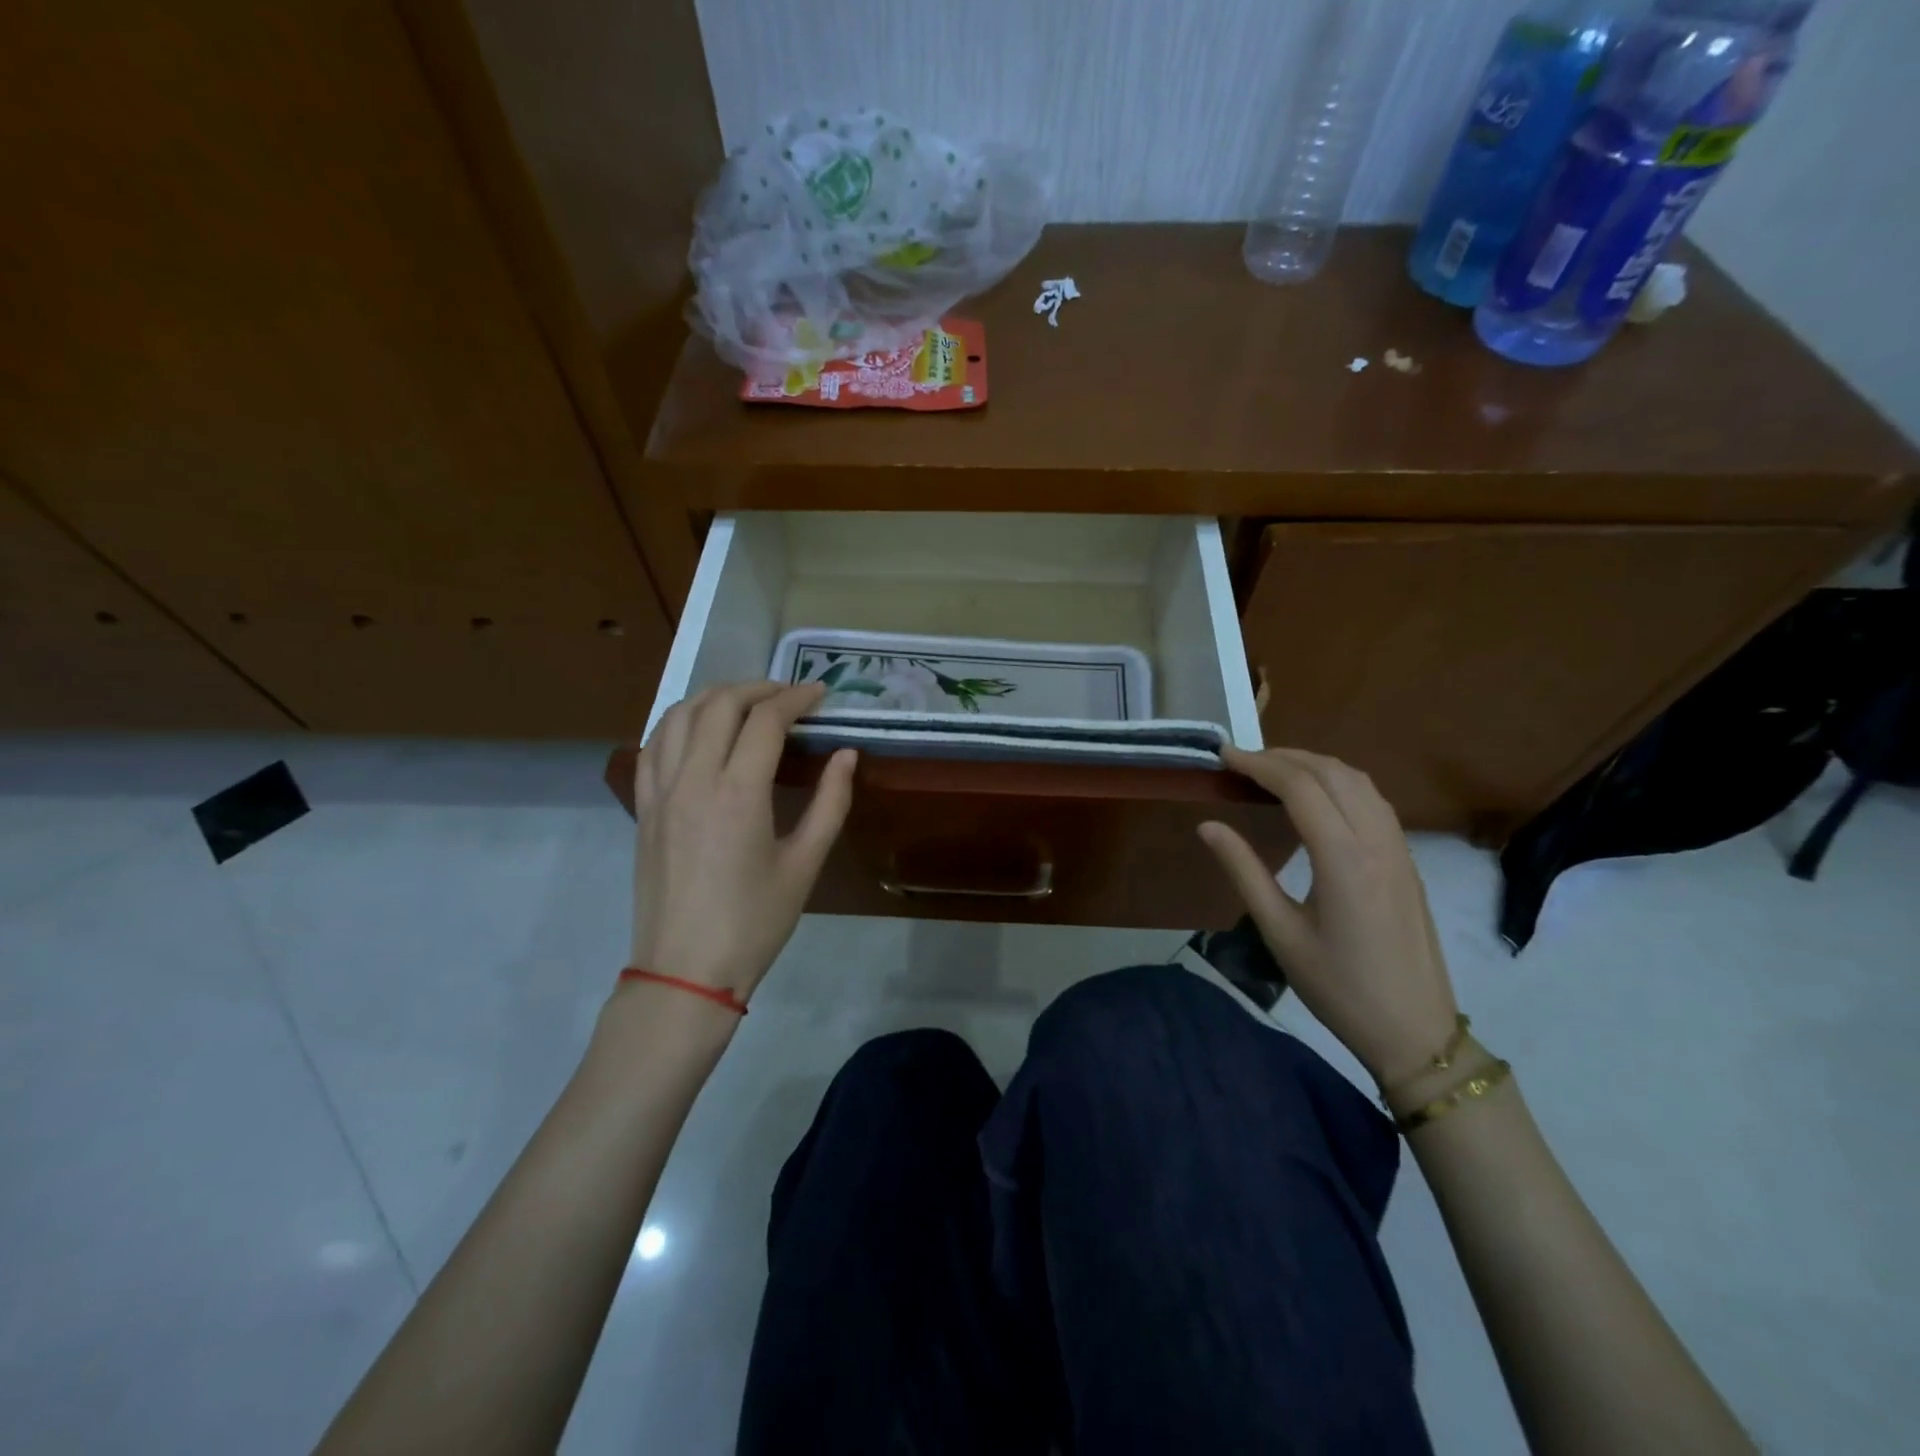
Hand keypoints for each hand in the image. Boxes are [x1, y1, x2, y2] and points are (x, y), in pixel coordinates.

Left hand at [629, 681, 855, 1001]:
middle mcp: (693, 778)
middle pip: (720, 704)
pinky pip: (653, 744)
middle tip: (789, 696)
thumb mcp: (804, 865)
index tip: (820, 694)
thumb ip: (830, 803)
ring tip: (746, 702)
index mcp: (738, 792)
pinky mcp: (643, 807)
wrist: (685, 971)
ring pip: (680, 714)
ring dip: (716, 696)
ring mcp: (660, 791)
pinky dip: (679, 721)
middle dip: (759, 688)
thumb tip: (847, 755)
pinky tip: (699, 729)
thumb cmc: (754, 922)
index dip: (796, 698)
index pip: (766, 719)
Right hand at [1198, 747, 1458, 1085]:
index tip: (1224, 757)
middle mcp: (1377, 842)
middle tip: (1242, 762)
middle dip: (1284, 757)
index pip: (1300, 787)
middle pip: (1332, 773)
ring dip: (1315, 764)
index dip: (1259, 764)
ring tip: (1274, 770)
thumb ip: (1244, 871)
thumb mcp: (1280, 932)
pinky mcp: (1407, 860)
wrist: (1414, 1031)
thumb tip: (1207, 826)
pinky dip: (1340, 782)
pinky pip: (1374, 800)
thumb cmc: (1338, 987)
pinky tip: (1317, 797)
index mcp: (1343, 859)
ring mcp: (1399, 849)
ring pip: (1359, 781)